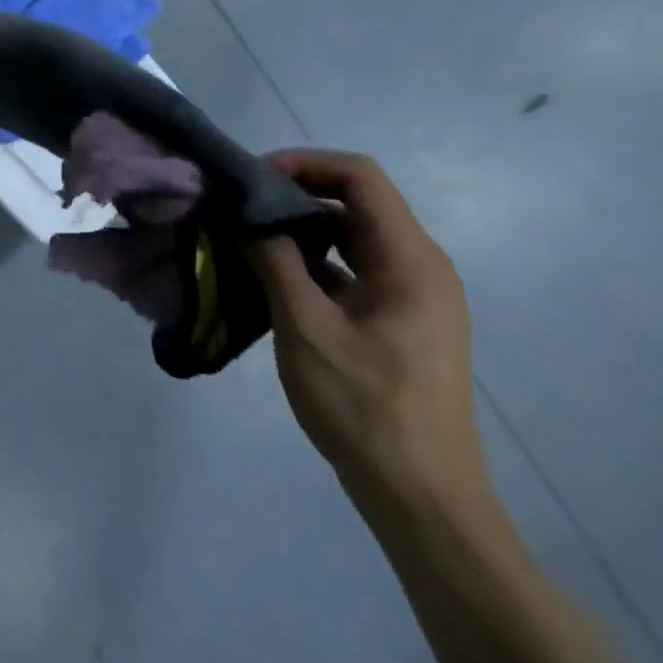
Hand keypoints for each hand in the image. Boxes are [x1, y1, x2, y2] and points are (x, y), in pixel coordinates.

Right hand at [247, 149, 488, 518]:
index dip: (305, 163)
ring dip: (301, 227)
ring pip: (352, 235)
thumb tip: (245, 213)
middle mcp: (420, 267)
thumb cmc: (364, 407)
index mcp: (410, 260)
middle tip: (240, 204)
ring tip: (247, 234)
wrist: (422, 499)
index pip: (360, 177)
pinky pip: (354, 268)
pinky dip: (313, 260)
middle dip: (296, 192)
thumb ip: (274, 258)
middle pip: (357, 201)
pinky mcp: (400, 321)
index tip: (252, 178)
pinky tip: (270, 274)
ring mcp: (413, 296)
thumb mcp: (305, 326)